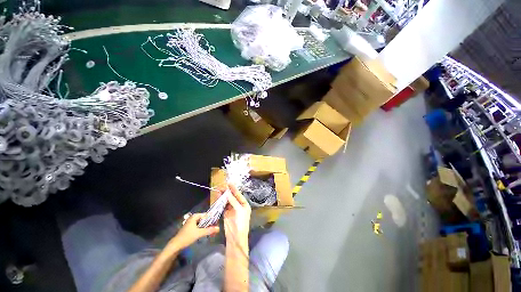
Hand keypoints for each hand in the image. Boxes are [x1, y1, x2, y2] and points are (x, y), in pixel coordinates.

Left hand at [169, 213, 219, 249]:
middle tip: (215, 228)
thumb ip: (209, 230)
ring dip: (206, 227)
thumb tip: (219, 228)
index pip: (206, 215)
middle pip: (204, 219)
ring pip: (201, 223)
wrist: (176, 245)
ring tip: (212, 231)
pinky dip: (202, 229)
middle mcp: (193, 218)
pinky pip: (198, 226)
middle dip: (209, 223)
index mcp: (195, 216)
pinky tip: (205, 233)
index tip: (217, 223)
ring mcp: (191, 223)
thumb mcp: (199, 233)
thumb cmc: (187, 237)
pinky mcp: (190, 228)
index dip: (212, 218)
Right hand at [223, 184, 250, 245]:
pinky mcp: (226, 213)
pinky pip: (223, 205)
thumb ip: (233, 201)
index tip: (229, 183)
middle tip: (222, 186)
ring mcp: (232, 209)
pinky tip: (218, 197)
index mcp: (244, 204)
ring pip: (227, 200)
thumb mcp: (239, 210)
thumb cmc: (241, 222)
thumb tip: (227, 192)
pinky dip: (221, 201)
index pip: (238, 194)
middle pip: (232, 197)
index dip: (234, 189)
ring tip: (219, 190)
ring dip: (223, 196)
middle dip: (228, 191)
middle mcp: (238, 205)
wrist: (235, 237)